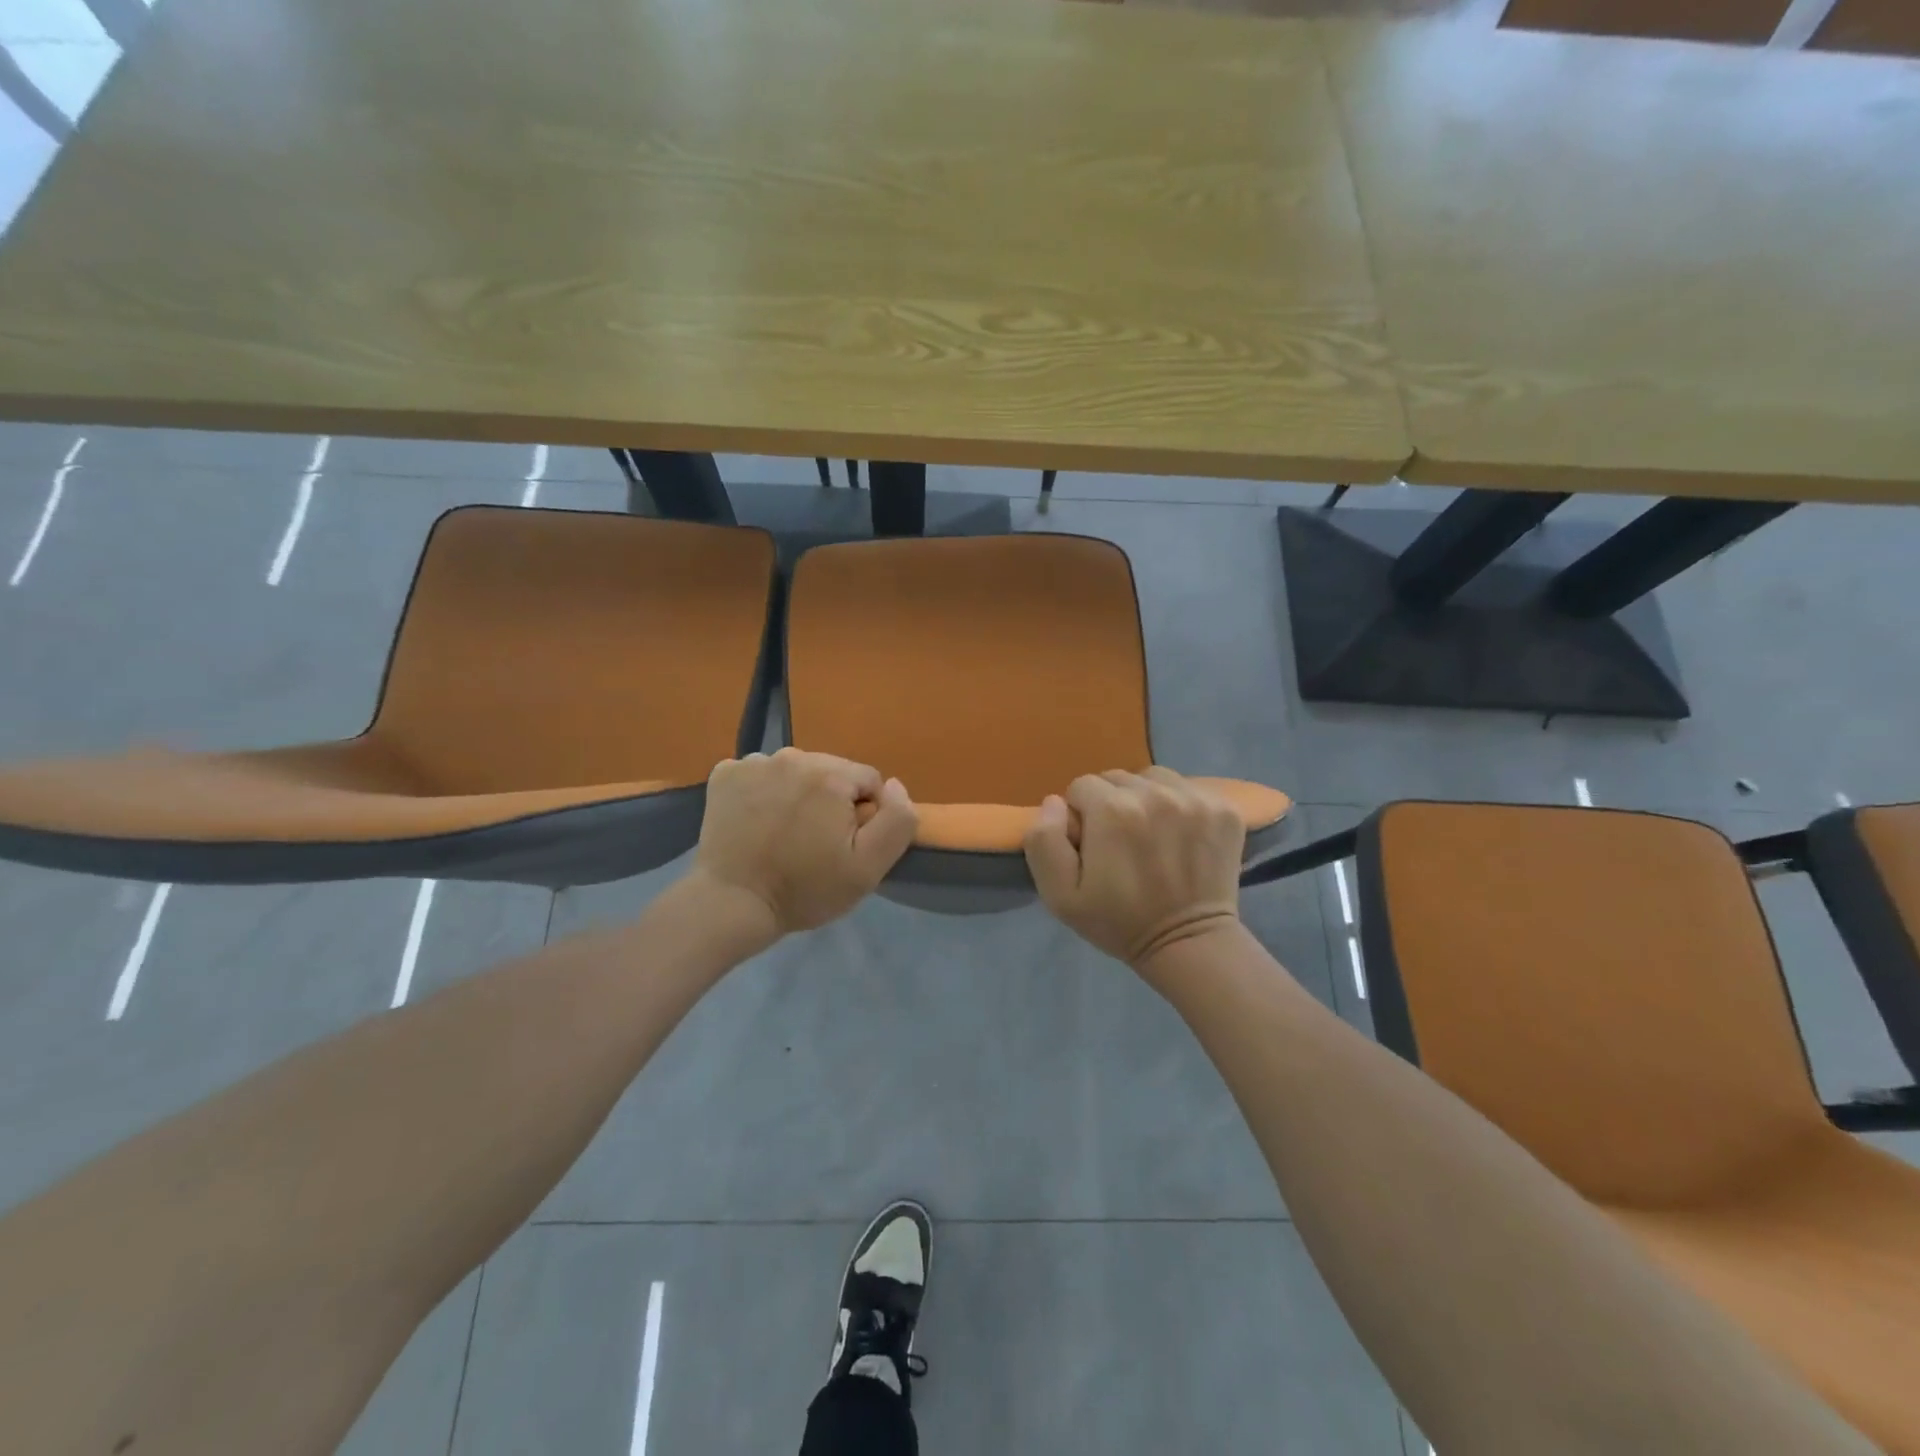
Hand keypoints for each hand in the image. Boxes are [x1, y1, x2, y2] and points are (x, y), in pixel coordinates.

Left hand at [693, 748, 918, 935]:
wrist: (731, 904)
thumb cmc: (805, 889)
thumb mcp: (868, 867)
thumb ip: (897, 820)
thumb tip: (895, 785)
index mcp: (830, 774)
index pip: (868, 781)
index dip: (864, 814)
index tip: (845, 844)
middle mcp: (793, 756)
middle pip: (831, 771)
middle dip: (830, 800)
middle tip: (814, 842)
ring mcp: (753, 762)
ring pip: (795, 771)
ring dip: (797, 794)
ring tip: (784, 833)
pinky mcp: (724, 774)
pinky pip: (759, 774)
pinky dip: (762, 792)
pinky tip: (756, 822)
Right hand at [1023, 768, 1243, 972]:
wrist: (1188, 944)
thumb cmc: (1118, 922)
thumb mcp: (1060, 895)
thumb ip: (1044, 841)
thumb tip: (1055, 802)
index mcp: (1111, 810)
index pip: (1081, 786)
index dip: (1081, 816)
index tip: (1092, 845)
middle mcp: (1154, 793)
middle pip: (1117, 778)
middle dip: (1111, 804)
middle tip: (1121, 843)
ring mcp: (1194, 798)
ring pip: (1153, 778)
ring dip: (1145, 799)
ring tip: (1151, 835)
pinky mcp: (1224, 807)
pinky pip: (1188, 788)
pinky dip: (1179, 805)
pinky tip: (1180, 836)